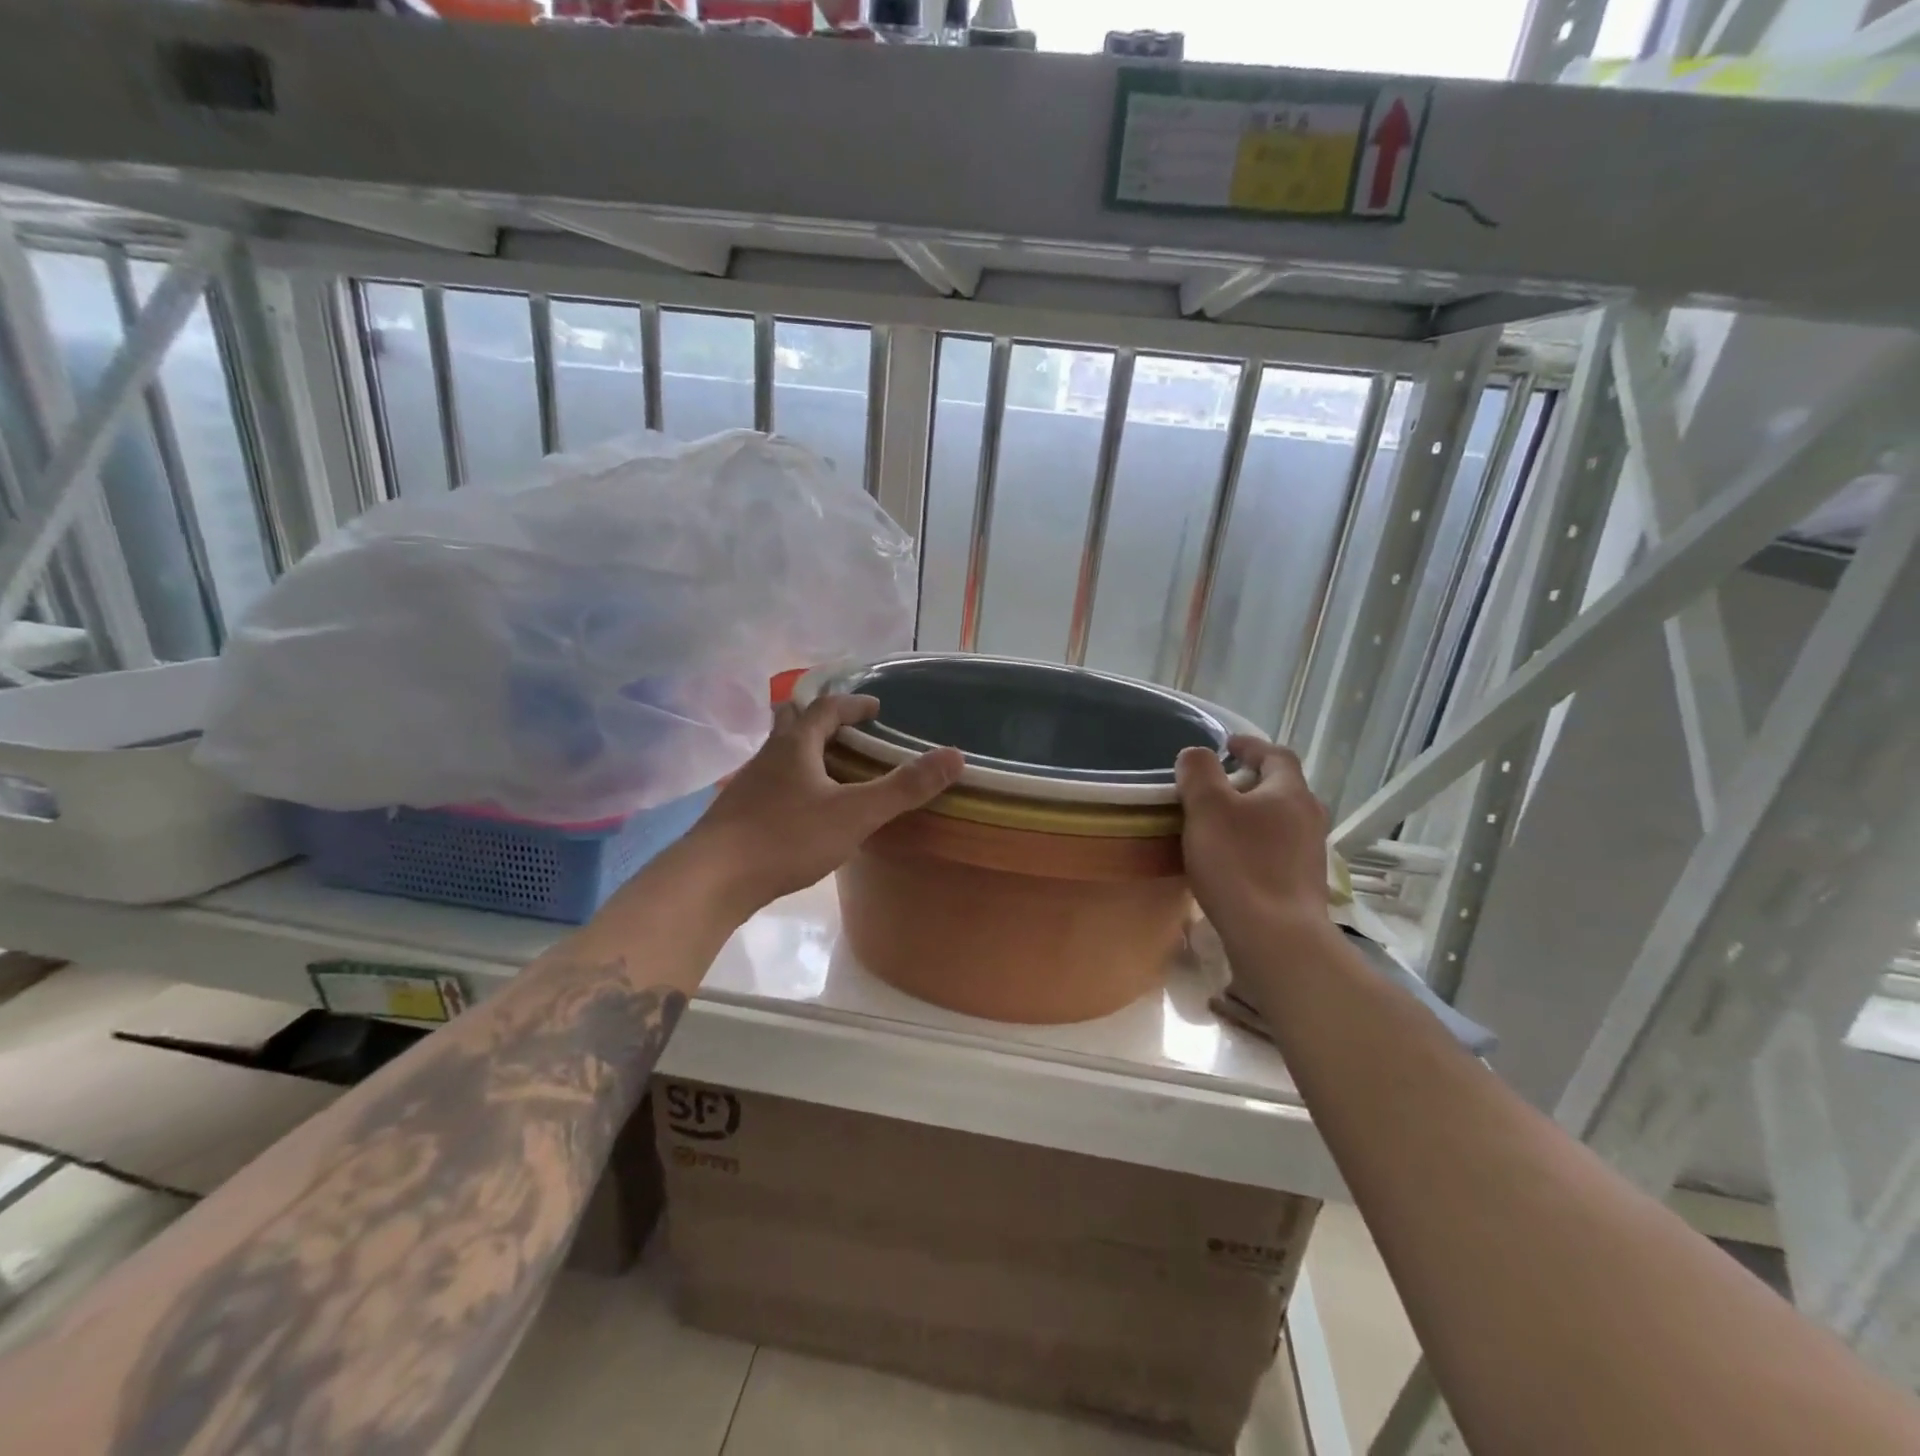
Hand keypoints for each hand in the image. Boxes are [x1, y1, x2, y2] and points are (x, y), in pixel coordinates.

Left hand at [686, 694, 963, 914]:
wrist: (712, 879)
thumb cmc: (786, 837)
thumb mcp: (855, 813)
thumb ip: (904, 787)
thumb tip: (955, 756)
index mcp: (795, 746)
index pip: (825, 709)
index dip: (852, 704)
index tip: (876, 708)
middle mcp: (768, 757)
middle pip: (792, 722)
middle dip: (820, 720)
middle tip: (847, 731)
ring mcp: (748, 786)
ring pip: (778, 755)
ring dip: (805, 753)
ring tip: (831, 772)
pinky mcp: (738, 815)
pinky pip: (770, 785)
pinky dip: (792, 784)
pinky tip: (802, 811)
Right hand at [1176, 736, 1332, 947]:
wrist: (1276, 938)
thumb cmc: (1239, 864)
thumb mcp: (1207, 808)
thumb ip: (1199, 772)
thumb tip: (1196, 754)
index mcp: (1290, 792)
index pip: (1276, 754)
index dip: (1250, 745)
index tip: (1226, 744)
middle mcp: (1309, 817)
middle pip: (1281, 788)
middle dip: (1250, 782)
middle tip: (1217, 785)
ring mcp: (1310, 854)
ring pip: (1279, 821)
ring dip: (1252, 815)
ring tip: (1219, 823)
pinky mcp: (1302, 885)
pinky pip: (1276, 850)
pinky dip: (1254, 844)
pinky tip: (1232, 860)